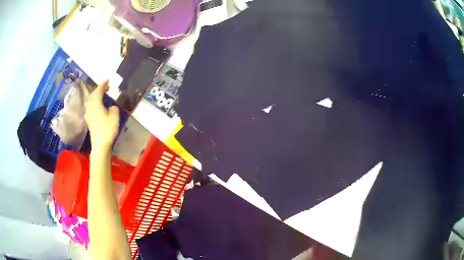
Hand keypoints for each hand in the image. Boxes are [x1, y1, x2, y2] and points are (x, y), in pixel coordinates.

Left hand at [85, 80, 119, 150]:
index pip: (98, 91)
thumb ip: (113, 108)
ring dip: (96, 96)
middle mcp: (90, 107)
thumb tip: (110, 107)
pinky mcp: (89, 121)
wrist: (100, 145)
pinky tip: (98, 105)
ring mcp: (88, 114)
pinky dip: (95, 102)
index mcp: (96, 104)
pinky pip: (91, 107)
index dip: (103, 84)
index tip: (107, 80)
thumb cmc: (107, 129)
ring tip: (102, 95)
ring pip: (91, 101)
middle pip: (93, 95)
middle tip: (106, 87)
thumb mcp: (114, 116)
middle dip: (99, 89)